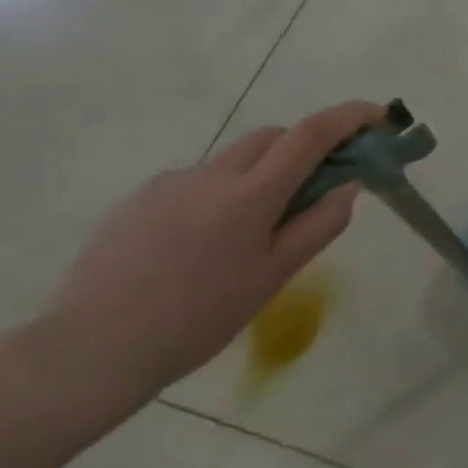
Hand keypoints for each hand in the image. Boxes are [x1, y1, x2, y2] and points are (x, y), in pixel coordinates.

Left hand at [39, 100, 384, 406]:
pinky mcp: (138, 200)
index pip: (310, 135)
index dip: (350, 117)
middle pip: (272, 137)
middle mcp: (210, 175)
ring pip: (234, 159)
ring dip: (260, 173)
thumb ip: (319, 225)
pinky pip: (197, 180)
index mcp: (249, 196)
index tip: (378, 115)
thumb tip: (347, 186)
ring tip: (251, 232)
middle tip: (316, 188)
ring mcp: (169, 184)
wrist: (89, 351)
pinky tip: (203, 244)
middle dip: (303, 148)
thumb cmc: (198, 319)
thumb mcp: (275, 276)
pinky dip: (220, 193)